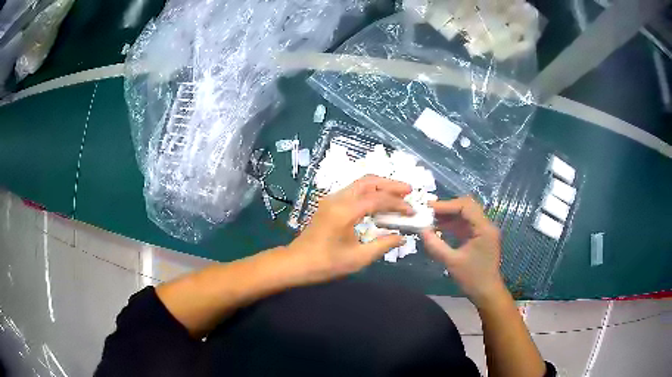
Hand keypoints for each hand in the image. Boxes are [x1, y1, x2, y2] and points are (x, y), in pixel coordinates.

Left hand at [286, 175, 412, 283]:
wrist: (296, 263)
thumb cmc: (326, 264)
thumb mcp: (358, 258)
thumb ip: (382, 245)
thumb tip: (401, 237)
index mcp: (345, 211)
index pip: (377, 199)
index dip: (397, 204)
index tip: (411, 212)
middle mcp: (338, 199)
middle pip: (368, 181)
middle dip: (390, 184)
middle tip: (409, 191)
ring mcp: (331, 199)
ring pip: (360, 183)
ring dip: (380, 186)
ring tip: (398, 194)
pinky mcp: (329, 203)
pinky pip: (353, 191)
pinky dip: (370, 192)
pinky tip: (379, 202)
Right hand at [421, 197, 504, 306]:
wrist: (487, 293)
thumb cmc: (472, 278)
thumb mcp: (452, 262)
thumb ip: (436, 245)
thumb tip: (421, 231)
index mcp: (484, 228)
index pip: (466, 206)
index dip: (446, 205)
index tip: (428, 208)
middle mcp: (486, 225)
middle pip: (466, 207)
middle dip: (447, 208)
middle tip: (428, 211)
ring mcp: (483, 231)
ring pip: (465, 215)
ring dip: (448, 216)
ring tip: (430, 219)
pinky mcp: (479, 237)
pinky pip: (465, 225)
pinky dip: (452, 224)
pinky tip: (439, 228)